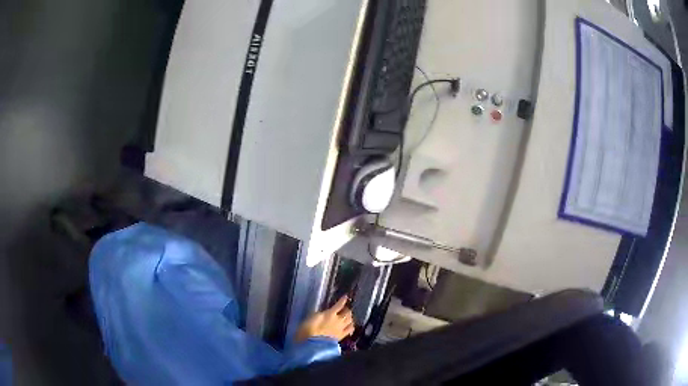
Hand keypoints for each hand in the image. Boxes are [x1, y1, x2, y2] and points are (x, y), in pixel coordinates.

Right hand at [294, 296, 354, 342]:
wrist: (312, 344)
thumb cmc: (308, 329)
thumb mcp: (311, 317)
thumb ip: (320, 314)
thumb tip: (324, 313)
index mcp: (330, 313)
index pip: (339, 305)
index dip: (343, 300)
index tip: (345, 297)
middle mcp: (338, 320)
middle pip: (347, 313)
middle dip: (347, 310)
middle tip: (345, 309)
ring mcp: (341, 328)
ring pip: (350, 320)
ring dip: (350, 317)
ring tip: (348, 316)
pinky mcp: (341, 336)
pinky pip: (350, 330)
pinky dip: (351, 326)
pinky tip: (351, 326)